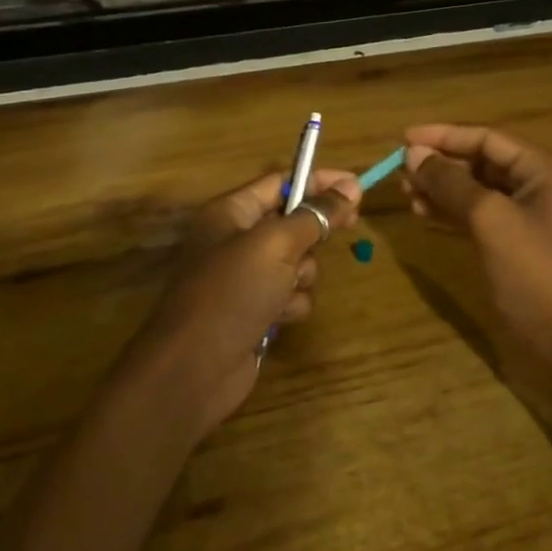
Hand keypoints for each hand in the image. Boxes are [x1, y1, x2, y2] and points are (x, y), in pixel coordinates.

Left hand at [125, 168, 360, 436]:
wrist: (195, 369)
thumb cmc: (231, 293)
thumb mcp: (275, 245)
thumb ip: (315, 215)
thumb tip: (349, 189)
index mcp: (230, 212)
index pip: (282, 182)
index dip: (319, 181)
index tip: (357, 187)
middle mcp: (237, 240)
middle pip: (294, 222)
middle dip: (313, 233)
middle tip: (345, 229)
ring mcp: (246, 278)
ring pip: (299, 262)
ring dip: (302, 274)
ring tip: (285, 289)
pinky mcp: (256, 310)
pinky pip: (292, 295)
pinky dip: (291, 304)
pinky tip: (277, 318)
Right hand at [402, 125, 551, 376]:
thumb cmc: (534, 273)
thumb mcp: (490, 220)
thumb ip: (451, 182)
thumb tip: (414, 153)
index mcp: (545, 169)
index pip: (488, 138)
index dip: (444, 136)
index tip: (403, 138)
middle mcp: (539, 185)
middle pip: (482, 161)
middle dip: (441, 163)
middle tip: (400, 170)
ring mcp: (529, 216)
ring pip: (477, 189)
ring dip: (442, 188)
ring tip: (405, 192)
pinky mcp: (516, 243)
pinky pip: (479, 215)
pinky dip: (451, 211)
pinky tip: (422, 212)